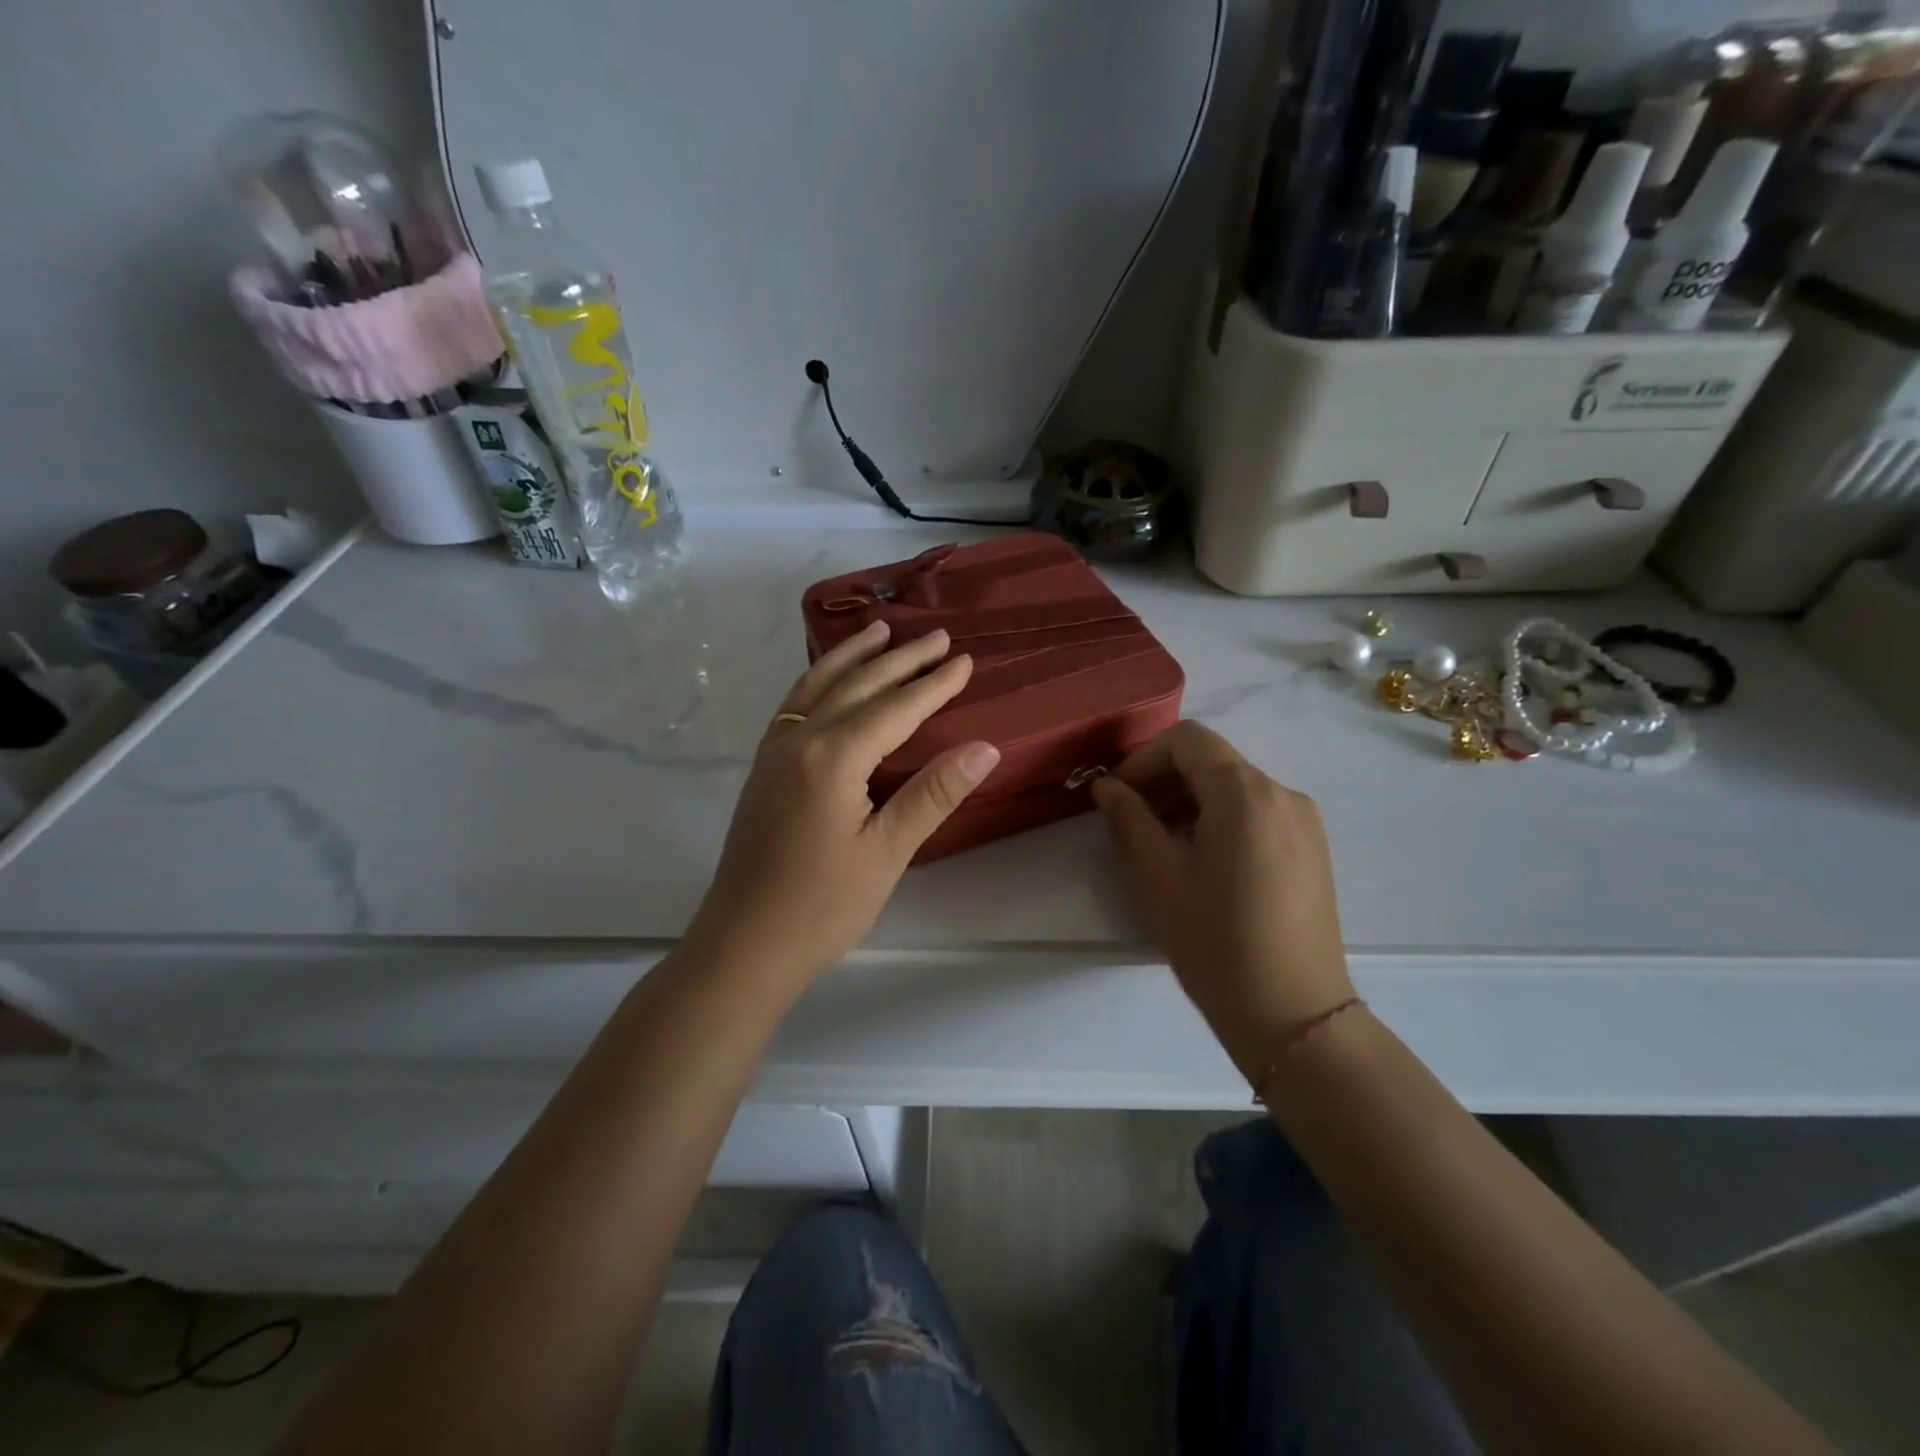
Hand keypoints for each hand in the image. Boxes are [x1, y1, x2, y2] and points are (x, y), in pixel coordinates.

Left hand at [684, 620, 1000, 987]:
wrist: (743, 945)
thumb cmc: (821, 906)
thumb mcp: (886, 853)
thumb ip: (932, 794)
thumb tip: (984, 748)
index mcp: (833, 757)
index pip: (895, 708)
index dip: (933, 684)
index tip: (964, 660)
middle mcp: (800, 740)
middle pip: (857, 686)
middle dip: (900, 659)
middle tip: (936, 636)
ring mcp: (774, 752)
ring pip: (818, 686)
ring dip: (852, 657)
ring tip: (879, 630)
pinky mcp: (763, 769)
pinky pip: (794, 705)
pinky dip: (818, 680)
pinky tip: (827, 681)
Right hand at [1091, 721, 1354, 1081]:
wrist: (1294, 1016)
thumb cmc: (1216, 943)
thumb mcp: (1159, 877)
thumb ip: (1130, 819)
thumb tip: (1107, 787)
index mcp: (1245, 793)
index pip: (1187, 740)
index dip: (1143, 759)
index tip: (1116, 797)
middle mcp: (1282, 793)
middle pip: (1212, 760)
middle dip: (1164, 780)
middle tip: (1130, 822)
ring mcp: (1304, 821)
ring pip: (1234, 786)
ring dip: (1189, 801)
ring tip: (1161, 847)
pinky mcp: (1312, 848)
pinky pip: (1257, 812)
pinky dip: (1219, 819)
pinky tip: (1201, 862)